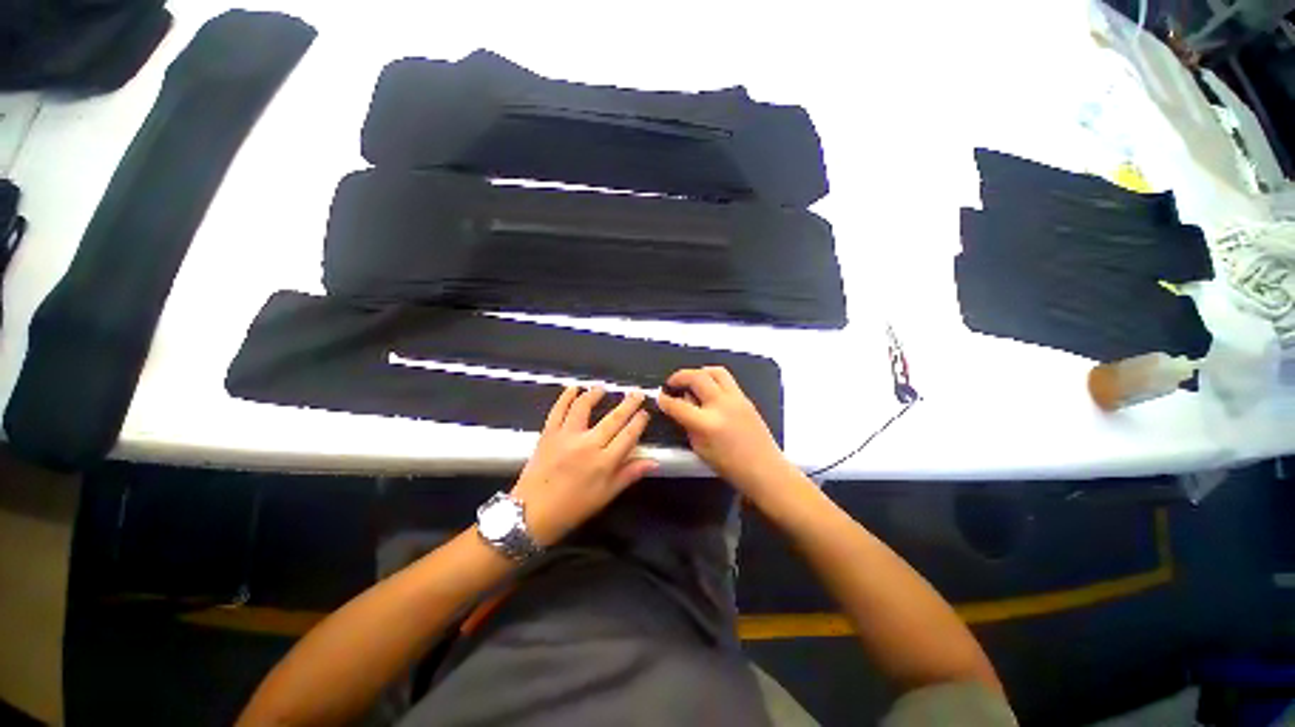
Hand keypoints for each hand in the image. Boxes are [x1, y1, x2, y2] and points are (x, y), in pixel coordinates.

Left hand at [511, 387, 656, 546]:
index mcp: (604, 462)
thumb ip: (629, 475)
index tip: (645, 412)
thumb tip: (654, 462)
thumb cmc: (572, 508)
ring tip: (602, 388)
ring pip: (584, 407)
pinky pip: (558, 410)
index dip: (639, 422)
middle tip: (637, 393)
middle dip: (628, 403)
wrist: (530, 513)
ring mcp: (566, 436)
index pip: (628, 436)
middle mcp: (588, 444)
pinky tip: (573, 388)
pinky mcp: (548, 433)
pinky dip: (565, 397)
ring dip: (595, 394)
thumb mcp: (605, 496)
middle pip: (613, 418)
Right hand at [656, 367, 794, 496]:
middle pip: (696, 377)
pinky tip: (708, 390)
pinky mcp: (745, 398)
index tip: (659, 397)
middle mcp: (721, 405)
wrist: (764, 468)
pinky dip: (712, 379)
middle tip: (672, 383)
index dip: (664, 400)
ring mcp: (736, 398)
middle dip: (679, 377)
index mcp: (707, 424)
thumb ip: (688, 425)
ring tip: (691, 380)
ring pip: (714, 371)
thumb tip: (681, 406)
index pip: (679, 405)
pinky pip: (726, 380)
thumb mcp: (699, 448)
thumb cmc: (729, 465)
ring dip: (698, 372)